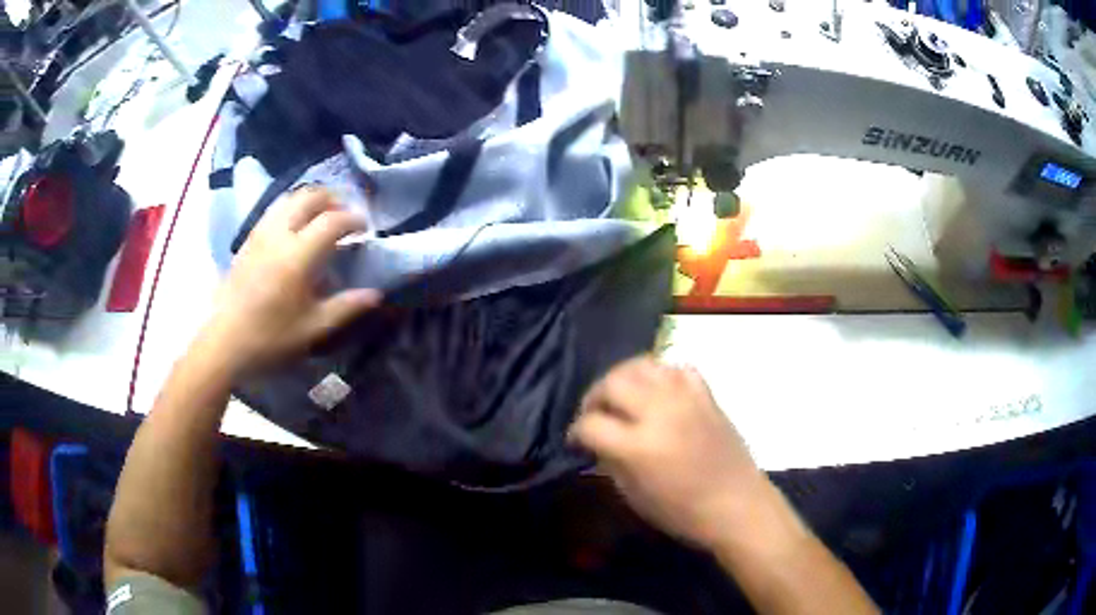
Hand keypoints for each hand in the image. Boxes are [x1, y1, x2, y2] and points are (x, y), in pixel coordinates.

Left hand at [201, 187, 380, 371]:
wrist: (225, 342)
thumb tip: (376, 294)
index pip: (332, 221)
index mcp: (298, 256)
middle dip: (332, 199)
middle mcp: (279, 235)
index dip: (353, 219)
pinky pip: (274, 210)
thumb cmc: (270, 338)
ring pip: (289, 198)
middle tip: (345, 214)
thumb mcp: (312, 328)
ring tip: (322, 215)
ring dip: (310, 199)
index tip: (365, 227)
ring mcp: (260, 233)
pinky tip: (295, 227)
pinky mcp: (248, 239)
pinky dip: (291, 208)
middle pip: (309, 197)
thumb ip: (345, 307)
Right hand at [569, 356, 765, 549]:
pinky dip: (660, 375)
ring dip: (623, 378)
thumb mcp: (634, 496)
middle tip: (594, 414)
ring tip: (622, 397)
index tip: (576, 440)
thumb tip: (596, 442)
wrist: (737, 505)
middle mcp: (660, 412)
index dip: (576, 431)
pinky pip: (677, 369)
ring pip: (643, 365)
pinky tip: (658, 392)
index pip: (591, 423)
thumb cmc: (683, 512)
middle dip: (594, 397)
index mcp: (638, 446)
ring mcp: (686, 399)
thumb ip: (611, 463)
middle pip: (612, 383)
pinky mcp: (706, 395)